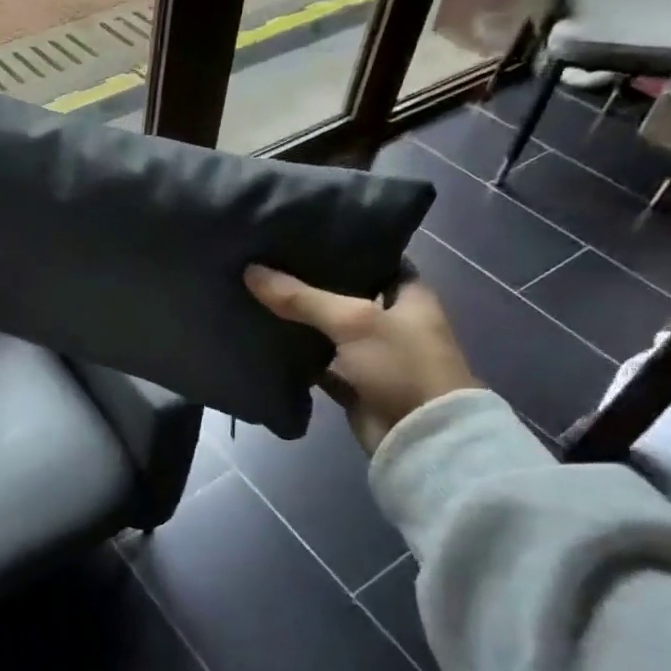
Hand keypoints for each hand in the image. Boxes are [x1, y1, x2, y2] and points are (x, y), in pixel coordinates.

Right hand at [245, 266, 477, 453]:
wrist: (419, 439)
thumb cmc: (401, 366)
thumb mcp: (353, 321)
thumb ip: (301, 296)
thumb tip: (250, 270)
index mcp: (408, 295)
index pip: (375, 257)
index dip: (342, 245)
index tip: (302, 231)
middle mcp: (391, 320)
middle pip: (345, 292)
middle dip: (309, 280)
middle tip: (267, 259)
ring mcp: (371, 353)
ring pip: (327, 327)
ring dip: (298, 316)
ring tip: (256, 289)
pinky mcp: (351, 381)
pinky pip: (317, 360)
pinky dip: (296, 352)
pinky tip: (263, 333)